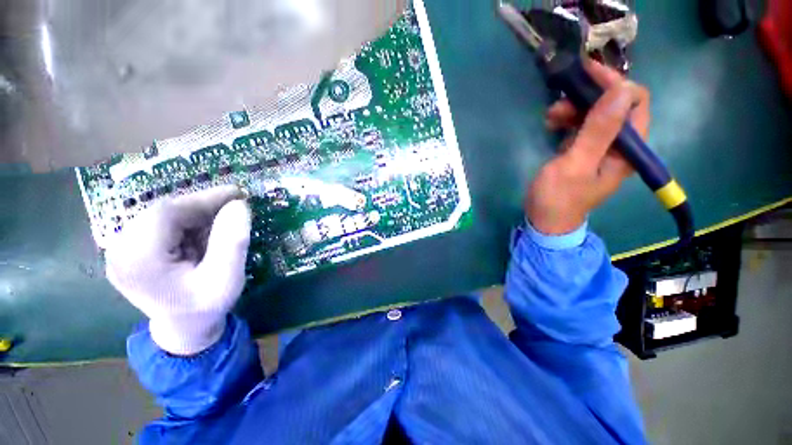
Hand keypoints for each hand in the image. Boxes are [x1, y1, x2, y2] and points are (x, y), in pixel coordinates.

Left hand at [106, 185, 251, 354]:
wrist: (184, 328)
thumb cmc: (206, 307)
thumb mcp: (227, 278)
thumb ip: (233, 241)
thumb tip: (239, 205)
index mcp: (138, 260)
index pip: (167, 214)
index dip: (204, 199)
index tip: (237, 194)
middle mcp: (120, 250)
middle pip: (163, 212)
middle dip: (202, 207)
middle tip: (235, 206)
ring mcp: (121, 249)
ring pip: (163, 215)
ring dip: (196, 214)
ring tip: (222, 222)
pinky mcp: (130, 248)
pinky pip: (161, 224)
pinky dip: (188, 222)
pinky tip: (204, 232)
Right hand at [525, 60, 649, 234]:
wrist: (546, 220)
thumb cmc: (559, 197)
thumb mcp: (575, 164)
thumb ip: (598, 131)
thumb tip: (621, 91)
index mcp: (627, 149)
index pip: (635, 103)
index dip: (615, 85)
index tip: (588, 75)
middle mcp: (620, 145)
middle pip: (615, 106)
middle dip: (589, 97)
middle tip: (561, 100)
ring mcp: (602, 148)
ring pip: (596, 114)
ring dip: (574, 108)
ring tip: (550, 116)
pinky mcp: (584, 151)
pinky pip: (582, 126)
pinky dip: (568, 120)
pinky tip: (552, 124)